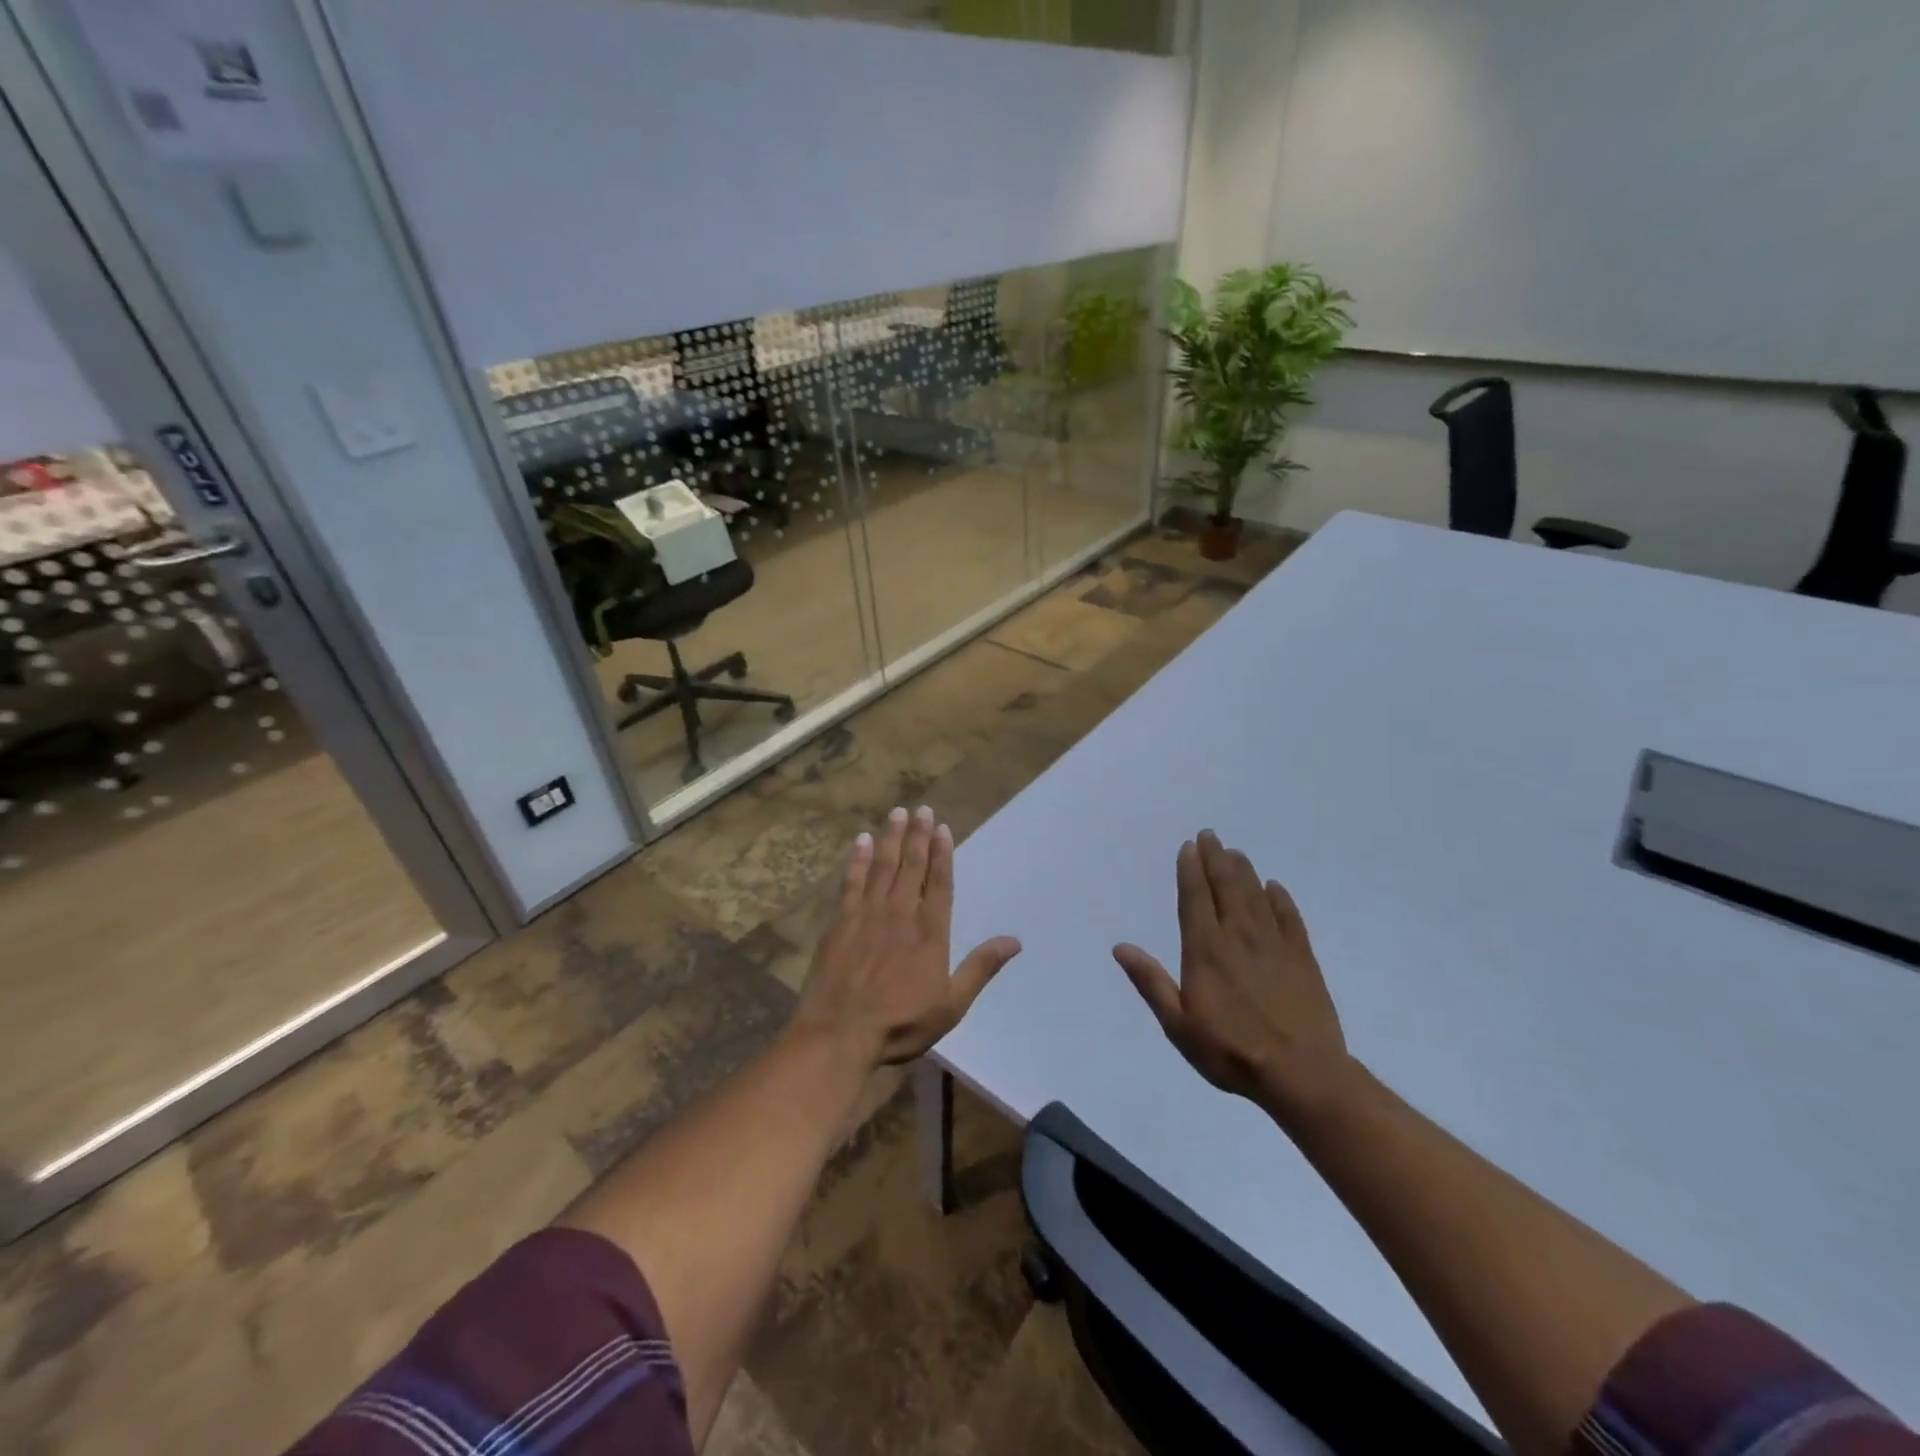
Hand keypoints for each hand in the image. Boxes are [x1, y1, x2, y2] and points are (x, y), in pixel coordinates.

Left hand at [794, 805, 1022, 1067]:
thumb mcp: (951, 1004)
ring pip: (883, 866)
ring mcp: (867, 914)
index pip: (939, 883)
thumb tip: (1014, 940)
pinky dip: (858, 860)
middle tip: (921, 808)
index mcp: (929, 932)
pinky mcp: (840, 922)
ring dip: (892, 838)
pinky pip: (851, 882)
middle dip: (918, 836)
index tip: (942, 828)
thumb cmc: (901, 1024)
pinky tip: (862, 841)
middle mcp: (900, 914)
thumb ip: (980, 968)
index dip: (942, 854)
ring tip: (897, 813)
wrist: (840, 1033)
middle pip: (911, 866)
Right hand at [1113, 831, 1351, 1111]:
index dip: (1190, 870)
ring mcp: (1274, 945)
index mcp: (1206, 950)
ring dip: (1244, 871)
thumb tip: (1121, 947)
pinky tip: (1274, 887)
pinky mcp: (1303, 959)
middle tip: (1210, 836)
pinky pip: (1290, 918)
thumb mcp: (1179, 1025)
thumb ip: (1151, 982)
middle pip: (1226, 887)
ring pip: (1256, 896)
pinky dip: (1280, 899)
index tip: (1189, 847)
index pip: (1195, 898)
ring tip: (1235, 853)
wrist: (1303, 1075)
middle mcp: (1238, 937)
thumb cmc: (1231, 1051)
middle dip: (1215, 859)